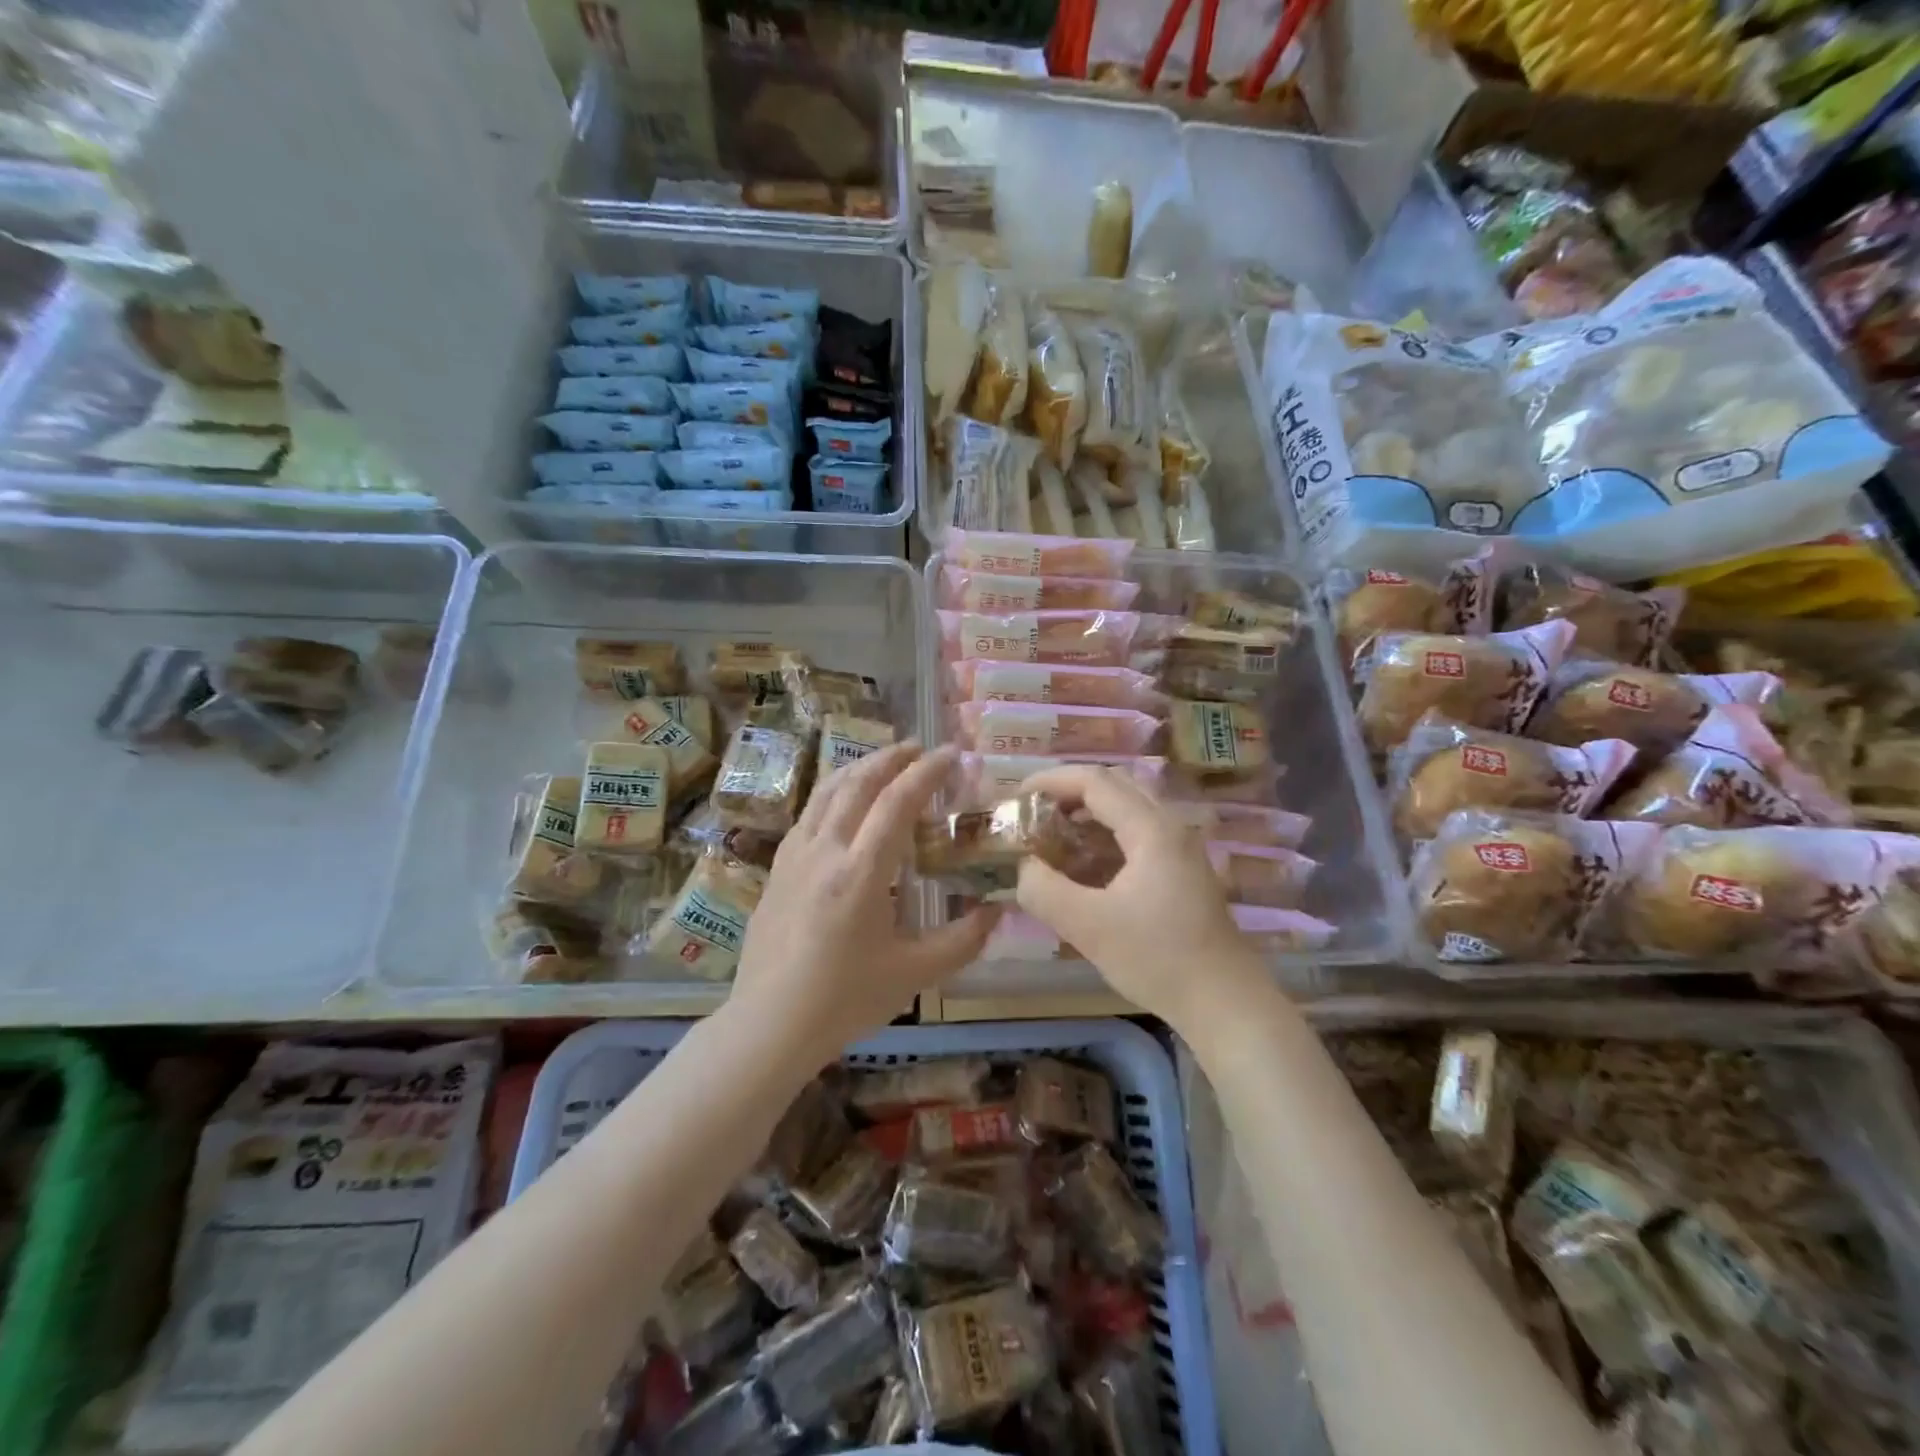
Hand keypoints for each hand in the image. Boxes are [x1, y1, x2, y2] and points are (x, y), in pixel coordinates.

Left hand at [732, 742, 997, 1063]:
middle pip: (858, 784)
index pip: (897, 802)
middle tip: (920, 748)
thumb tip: (998, 912)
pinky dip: (833, 793)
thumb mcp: (913, 975)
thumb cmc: (844, 1000)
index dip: (927, 771)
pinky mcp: (777, 869)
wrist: (768, 1024)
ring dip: (859, 768)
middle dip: (892, 758)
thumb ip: (962, 941)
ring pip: (826, 792)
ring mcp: (794, 856)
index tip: (951, 753)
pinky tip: (842, 805)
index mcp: (860, 872)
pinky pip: (808, 813)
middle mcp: (824, 851)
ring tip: (884, 762)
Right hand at [1016, 765, 1263, 1030]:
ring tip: (1050, 836)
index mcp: (1151, 829)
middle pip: (1113, 786)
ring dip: (1086, 814)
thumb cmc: (1157, 959)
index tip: (1016, 797)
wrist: (1224, 1002)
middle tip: (1032, 813)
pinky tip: (1083, 865)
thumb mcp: (1088, 927)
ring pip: (1127, 809)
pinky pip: (1136, 833)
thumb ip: (1044, 890)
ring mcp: (1180, 848)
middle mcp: (1169, 827)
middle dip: (1067, 792)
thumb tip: (1024, 866)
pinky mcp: (1181, 870)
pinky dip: (1103, 836)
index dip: (1051, 781)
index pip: (1095, 781)